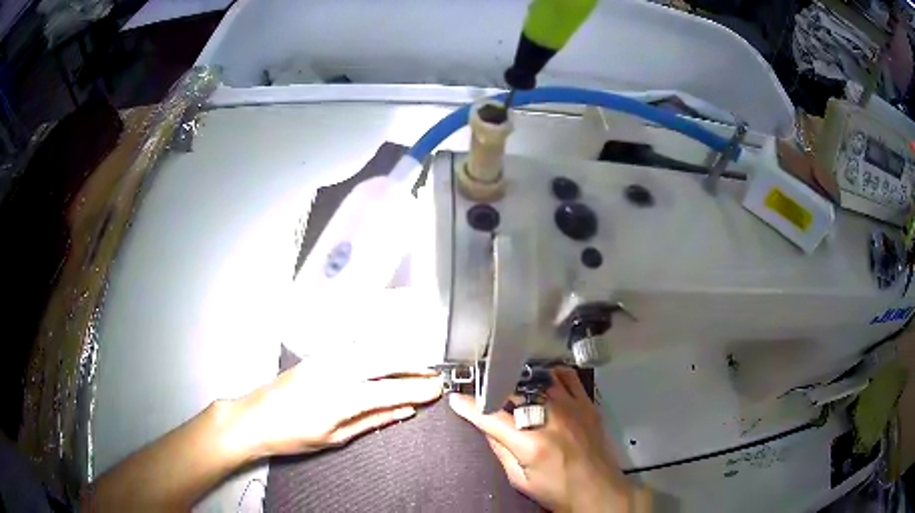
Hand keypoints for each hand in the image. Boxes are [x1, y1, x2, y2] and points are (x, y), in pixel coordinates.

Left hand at [224, 360, 441, 459]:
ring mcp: (325, 358)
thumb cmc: (292, 435)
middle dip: (414, 367)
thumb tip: (404, 411)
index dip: (417, 389)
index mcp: (340, 398)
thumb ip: (372, 420)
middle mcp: (335, 371)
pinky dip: (377, 351)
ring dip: (398, 356)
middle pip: (384, 361)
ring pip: (371, 350)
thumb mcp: (335, 437)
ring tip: (417, 367)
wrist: (255, 417)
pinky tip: (387, 357)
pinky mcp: (318, 355)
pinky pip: (355, 347)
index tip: (438, 389)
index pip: (389, 390)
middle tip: (434, 376)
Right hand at [449, 368, 646, 512]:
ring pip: (539, 379)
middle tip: (481, 391)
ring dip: (519, 380)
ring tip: (508, 382)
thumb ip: (501, 451)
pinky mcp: (587, 405)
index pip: (491, 417)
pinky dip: (551, 374)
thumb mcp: (521, 480)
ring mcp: (572, 408)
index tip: (457, 399)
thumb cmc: (559, 492)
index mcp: (531, 443)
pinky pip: (568, 377)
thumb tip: (486, 427)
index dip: (469, 407)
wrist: (599, 491)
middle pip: (514, 392)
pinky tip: (542, 379)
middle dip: (492, 390)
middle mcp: (552, 419)